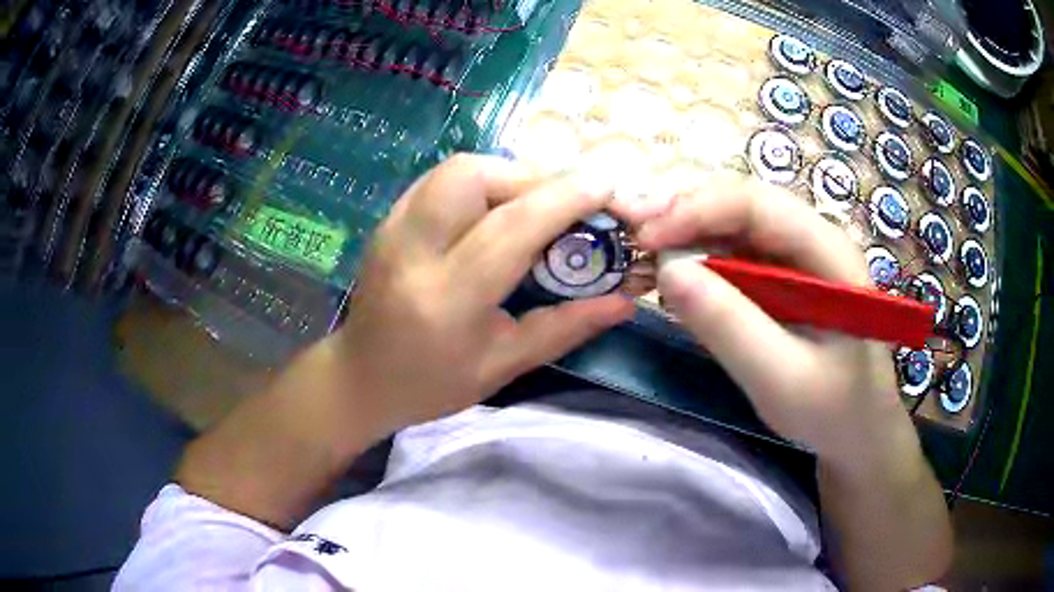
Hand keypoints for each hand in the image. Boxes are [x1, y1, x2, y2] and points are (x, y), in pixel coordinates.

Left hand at [333, 154, 634, 435]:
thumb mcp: (503, 366)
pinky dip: (481, 181)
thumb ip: (566, 327)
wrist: (360, 378)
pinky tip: (496, 208)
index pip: (511, 228)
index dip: (563, 198)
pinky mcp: (387, 220)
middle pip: (474, 176)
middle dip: (531, 177)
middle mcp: (413, 251)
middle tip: (564, 203)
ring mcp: (392, 229)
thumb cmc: (431, 384)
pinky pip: (441, 179)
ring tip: (534, 205)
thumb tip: (625, 301)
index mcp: (447, 299)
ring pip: (455, 169)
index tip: (606, 186)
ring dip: (506, 174)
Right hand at [613, 175, 902, 460]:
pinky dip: (698, 259)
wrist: (857, 432)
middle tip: (634, 238)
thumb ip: (729, 326)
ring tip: (646, 255)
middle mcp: (811, 239)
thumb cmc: (832, 410)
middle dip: (684, 213)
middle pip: (740, 203)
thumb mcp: (781, 379)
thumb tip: (666, 271)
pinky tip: (676, 277)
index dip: (696, 209)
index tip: (645, 238)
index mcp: (828, 251)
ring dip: (685, 233)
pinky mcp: (780, 278)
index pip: (756, 203)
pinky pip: (732, 254)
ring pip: (731, 224)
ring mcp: (795, 256)